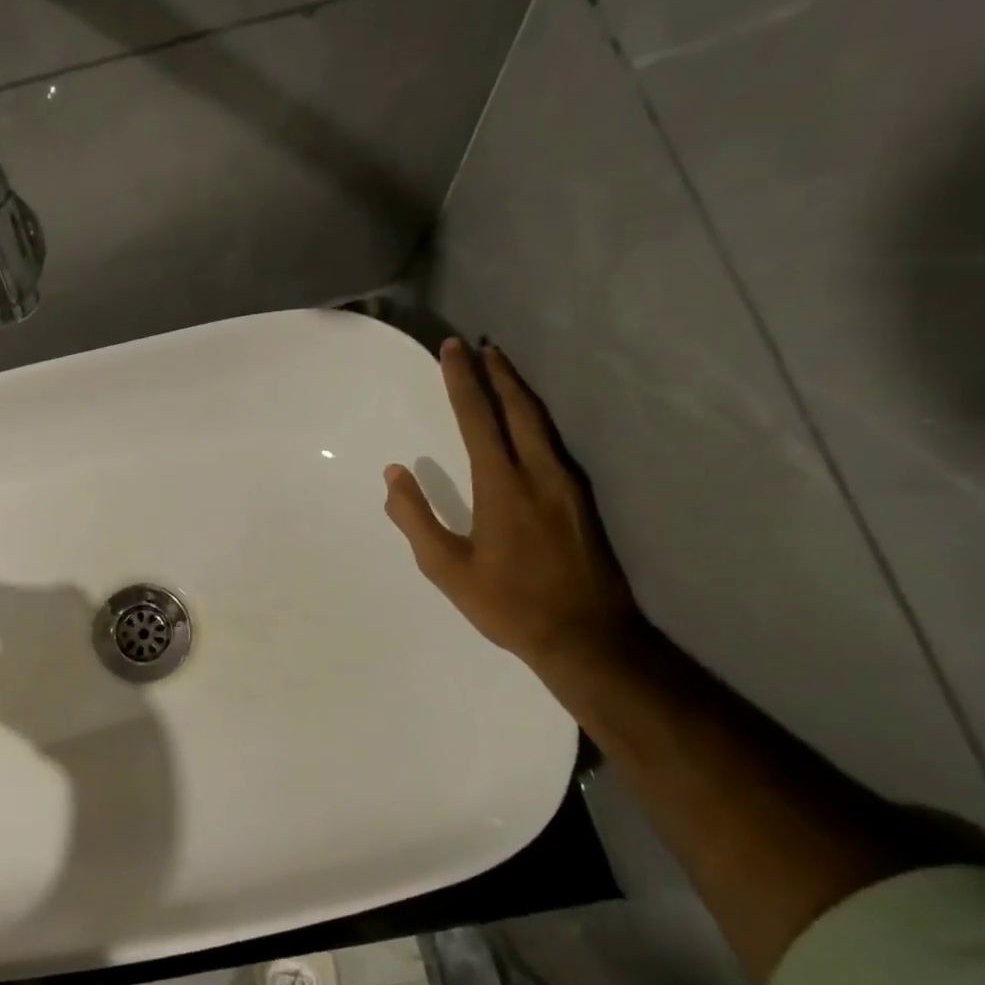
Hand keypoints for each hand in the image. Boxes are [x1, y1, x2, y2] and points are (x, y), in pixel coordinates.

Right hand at [383, 338, 640, 672]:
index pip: (479, 419)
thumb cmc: (509, 604)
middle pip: (520, 408)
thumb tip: (394, 474)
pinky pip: (554, 442)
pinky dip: (535, 418)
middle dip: (499, 373)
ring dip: (519, 392)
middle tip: (482, 346)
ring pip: (543, 422)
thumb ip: (416, 518)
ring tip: (502, 371)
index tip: (452, 350)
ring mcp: (568, 485)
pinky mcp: (583, 500)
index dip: (462, 381)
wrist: (590, 638)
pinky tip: (528, 422)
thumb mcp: (447, 568)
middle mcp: (540, 473)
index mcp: (503, 486)